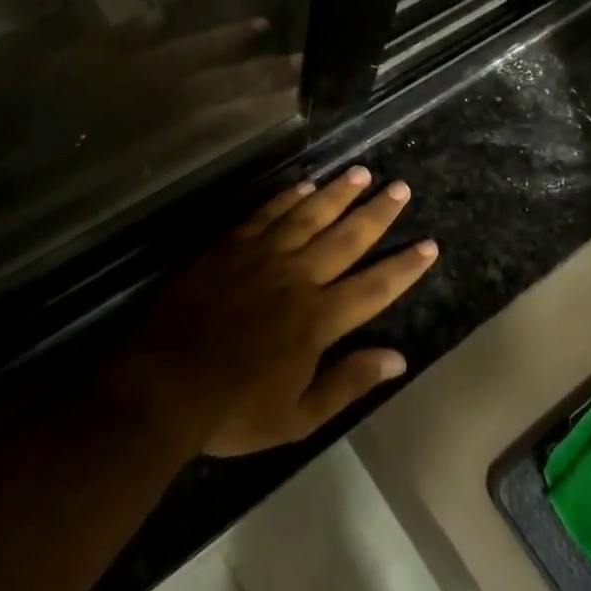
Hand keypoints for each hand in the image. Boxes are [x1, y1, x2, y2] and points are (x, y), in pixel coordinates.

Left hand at [127, 167, 437, 455]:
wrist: (161, 386)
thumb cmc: (233, 409)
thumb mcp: (297, 418)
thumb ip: (348, 383)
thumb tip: (398, 359)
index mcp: (317, 319)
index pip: (374, 287)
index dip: (404, 267)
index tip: (429, 245)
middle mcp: (297, 277)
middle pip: (346, 238)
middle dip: (377, 213)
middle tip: (399, 188)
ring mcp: (261, 257)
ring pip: (309, 216)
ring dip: (338, 193)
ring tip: (362, 173)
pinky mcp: (229, 247)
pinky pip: (266, 214)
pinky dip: (288, 198)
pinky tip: (304, 185)